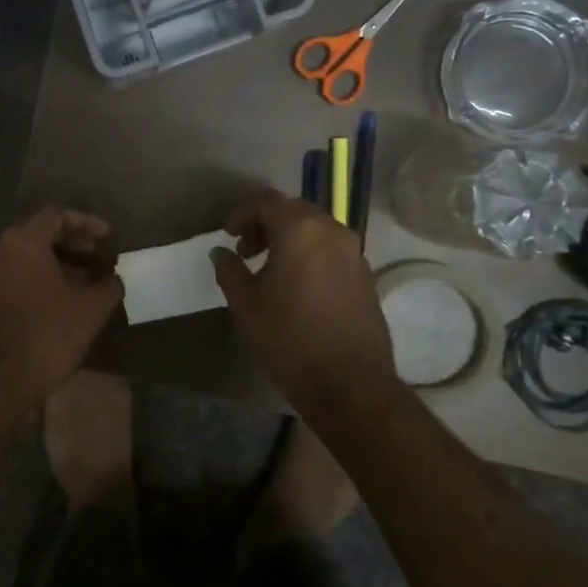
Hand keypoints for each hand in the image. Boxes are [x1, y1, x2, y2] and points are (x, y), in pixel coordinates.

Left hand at [0, 207, 123, 402]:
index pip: (56, 215)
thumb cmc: (49, 333)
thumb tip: (115, 278)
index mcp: (22, 242)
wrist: (1, 379)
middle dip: (73, 242)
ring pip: (28, 256)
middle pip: (39, 233)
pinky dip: (42, 278)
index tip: (108, 237)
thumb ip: (109, 284)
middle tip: (99, 255)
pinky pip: (17, 275)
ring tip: (88, 279)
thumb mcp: (91, 307)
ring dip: (59, 262)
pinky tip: (66, 298)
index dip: (86, 222)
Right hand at [210, 189, 397, 413]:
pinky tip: (298, 285)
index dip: (242, 214)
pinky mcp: (366, 275)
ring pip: (316, 230)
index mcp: (301, 230)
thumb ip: (230, 270)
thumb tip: (221, 252)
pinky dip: (311, 254)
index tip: (227, 235)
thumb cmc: (290, 339)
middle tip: (247, 251)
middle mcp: (332, 231)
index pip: (267, 202)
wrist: (350, 385)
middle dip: (267, 224)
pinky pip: (332, 250)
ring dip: (290, 239)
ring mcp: (354, 253)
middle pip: (294, 211)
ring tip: (270, 269)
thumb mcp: (246, 304)